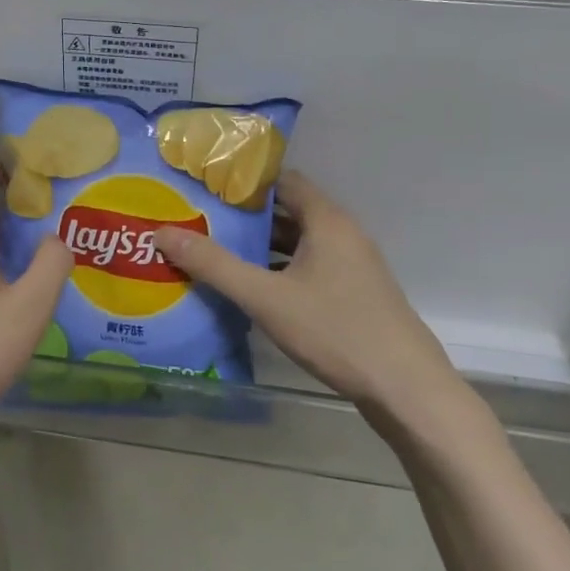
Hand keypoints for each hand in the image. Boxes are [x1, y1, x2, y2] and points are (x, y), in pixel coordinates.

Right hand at [154, 171, 489, 447]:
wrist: (407, 390)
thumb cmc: (337, 331)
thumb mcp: (266, 298)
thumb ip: (214, 265)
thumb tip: (163, 232)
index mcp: (326, 221)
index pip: (281, 180)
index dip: (243, 181)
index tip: (203, 187)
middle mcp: (341, 234)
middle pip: (286, 211)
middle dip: (243, 217)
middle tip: (197, 220)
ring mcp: (351, 266)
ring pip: (296, 243)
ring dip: (259, 247)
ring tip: (213, 251)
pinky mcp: (353, 294)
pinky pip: (307, 268)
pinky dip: (278, 271)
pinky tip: (249, 289)